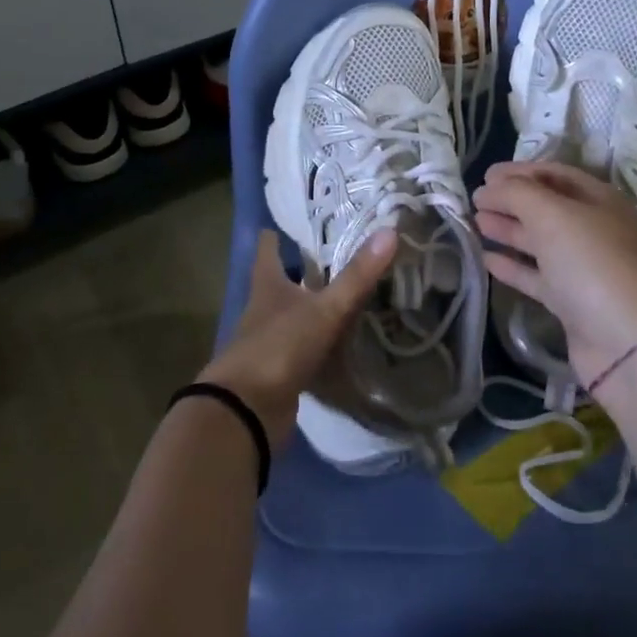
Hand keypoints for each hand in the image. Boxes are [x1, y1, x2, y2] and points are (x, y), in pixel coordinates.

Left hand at [198, 228, 395, 447]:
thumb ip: (357, 276)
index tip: (283, 224)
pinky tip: (338, 343)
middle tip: (328, 256)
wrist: (246, 413)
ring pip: (290, 316)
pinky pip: (300, 350)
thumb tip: (390, 231)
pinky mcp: (278, 373)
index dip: (273, 237)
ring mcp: (268, 343)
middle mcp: (263, 310)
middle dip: (297, 271)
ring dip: (308, 307)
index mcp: (268, 287)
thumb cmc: (279, 347)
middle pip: (277, 283)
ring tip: (340, 295)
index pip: (267, 252)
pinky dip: (315, 343)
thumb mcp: (324, 309)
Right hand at [473, 161, 636, 385]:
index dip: (519, 172)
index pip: (555, 174)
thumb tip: (490, 187)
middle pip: (546, 207)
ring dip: (509, 230)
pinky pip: (538, 276)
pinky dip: (513, 266)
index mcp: (599, 200)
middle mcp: (595, 230)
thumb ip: (517, 193)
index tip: (485, 176)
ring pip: (540, 242)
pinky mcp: (573, 303)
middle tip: (475, 200)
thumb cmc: (593, 264)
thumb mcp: (553, 215)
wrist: (631, 344)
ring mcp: (585, 268)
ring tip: (476, 224)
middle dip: (511, 201)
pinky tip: (487, 259)